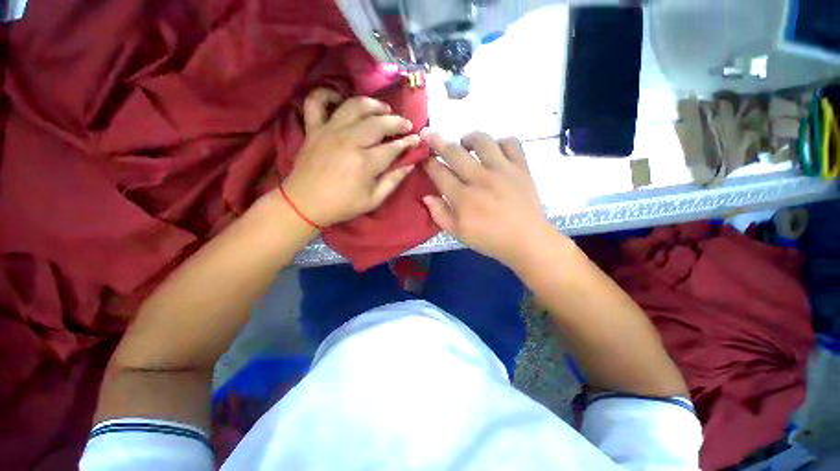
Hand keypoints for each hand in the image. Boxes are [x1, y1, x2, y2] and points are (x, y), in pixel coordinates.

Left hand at [281, 88, 420, 226]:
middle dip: (396, 122)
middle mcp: (349, 141)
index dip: (408, 142)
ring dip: (373, 104)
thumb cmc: (342, 205)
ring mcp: (329, 131)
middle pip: (378, 122)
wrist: (305, 204)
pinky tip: (339, 98)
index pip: (393, 147)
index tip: (416, 139)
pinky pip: (316, 101)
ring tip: (383, 110)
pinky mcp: (313, 128)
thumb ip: (393, 181)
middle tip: (406, 125)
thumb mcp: (373, 200)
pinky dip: (326, 94)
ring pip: (354, 106)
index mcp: (365, 162)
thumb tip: (410, 164)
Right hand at [423, 132, 553, 269]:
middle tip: (431, 135)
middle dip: (438, 142)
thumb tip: (427, 196)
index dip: (428, 163)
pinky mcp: (521, 167)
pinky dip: (500, 142)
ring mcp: (502, 170)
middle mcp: (480, 179)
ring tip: (465, 142)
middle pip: (455, 152)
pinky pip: (511, 143)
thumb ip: (440, 214)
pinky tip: (494, 150)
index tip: (423, 157)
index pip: (439, 173)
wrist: (527, 240)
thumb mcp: (459, 234)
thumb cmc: (490, 239)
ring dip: (469, 138)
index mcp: (463, 198)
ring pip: (482, 141)